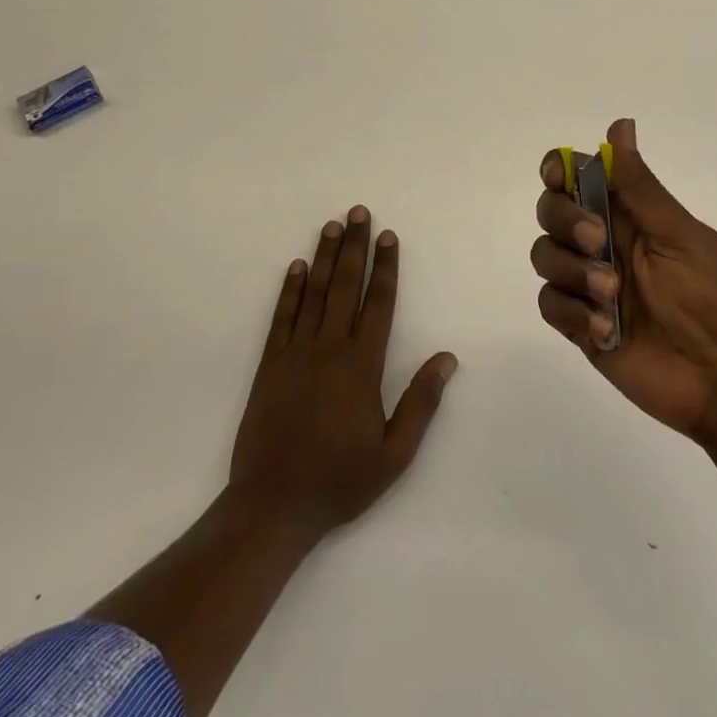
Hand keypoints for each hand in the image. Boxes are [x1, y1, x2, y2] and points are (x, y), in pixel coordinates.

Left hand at [231, 205, 457, 539]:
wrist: (273, 505)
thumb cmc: (339, 480)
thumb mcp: (394, 454)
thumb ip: (421, 403)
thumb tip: (447, 358)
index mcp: (362, 366)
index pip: (379, 303)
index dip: (386, 267)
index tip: (389, 236)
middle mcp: (329, 348)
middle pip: (346, 286)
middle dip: (354, 246)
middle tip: (358, 212)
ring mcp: (296, 353)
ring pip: (314, 293)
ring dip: (324, 257)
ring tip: (331, 225)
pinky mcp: (269, 364)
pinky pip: (282, 317)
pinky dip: (290, 290)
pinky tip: (296, 267)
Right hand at [532, 119, 716, 440]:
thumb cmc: (714, 298)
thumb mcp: (679, 235)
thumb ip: (639, 185)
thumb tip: (619, 125)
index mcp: (631, 214)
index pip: (578, 177)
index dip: (559, 170)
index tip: (557, 178)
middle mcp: (604, 242)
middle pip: (552, 211)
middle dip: (565, 221)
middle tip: (599, 243)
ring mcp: (589, 284)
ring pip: (545, 255)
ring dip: (571, 270)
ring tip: (611, 297)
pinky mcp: (580, 325)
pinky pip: (549, 304)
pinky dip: (571, 311)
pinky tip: (604, 330)